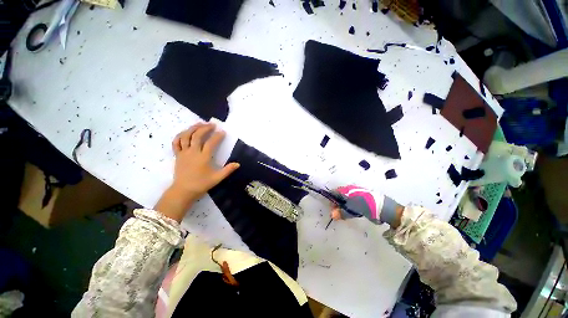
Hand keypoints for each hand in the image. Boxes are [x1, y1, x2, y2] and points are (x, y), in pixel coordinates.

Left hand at [155, 123, 239, 221]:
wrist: (183, 191)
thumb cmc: (201, 184)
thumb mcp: (217, 178)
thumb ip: (228, 170)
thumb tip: (238, 164)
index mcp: (203, 157)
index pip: (211, 142)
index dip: (218, 136)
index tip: (223, 132)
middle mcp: (193, 152)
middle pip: (197, 135)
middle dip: (205, 128)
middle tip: (212, 125)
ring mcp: (183, 153)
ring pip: (185, 136)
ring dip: (193, 128)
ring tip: (200, 124)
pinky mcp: (177, 155)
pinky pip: (176, 142)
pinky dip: (180, 136)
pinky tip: (185, 132)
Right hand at [330, 185, 403, 227]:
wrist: (384, 207)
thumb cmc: (366, 207)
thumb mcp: (352, 210)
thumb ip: (342, 212)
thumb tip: (332, 215)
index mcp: (346, 190)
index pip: (334, 192)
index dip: (331, 200)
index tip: (331, 208)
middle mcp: (350, 190)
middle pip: (339, 195)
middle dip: (337, 203)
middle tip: (337, 213)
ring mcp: (356, 193)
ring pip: (345, 198)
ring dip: (343, 205)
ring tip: (344, 213)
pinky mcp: (362, 197)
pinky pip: (351, 201)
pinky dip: (349, 206)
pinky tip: (351, 211)